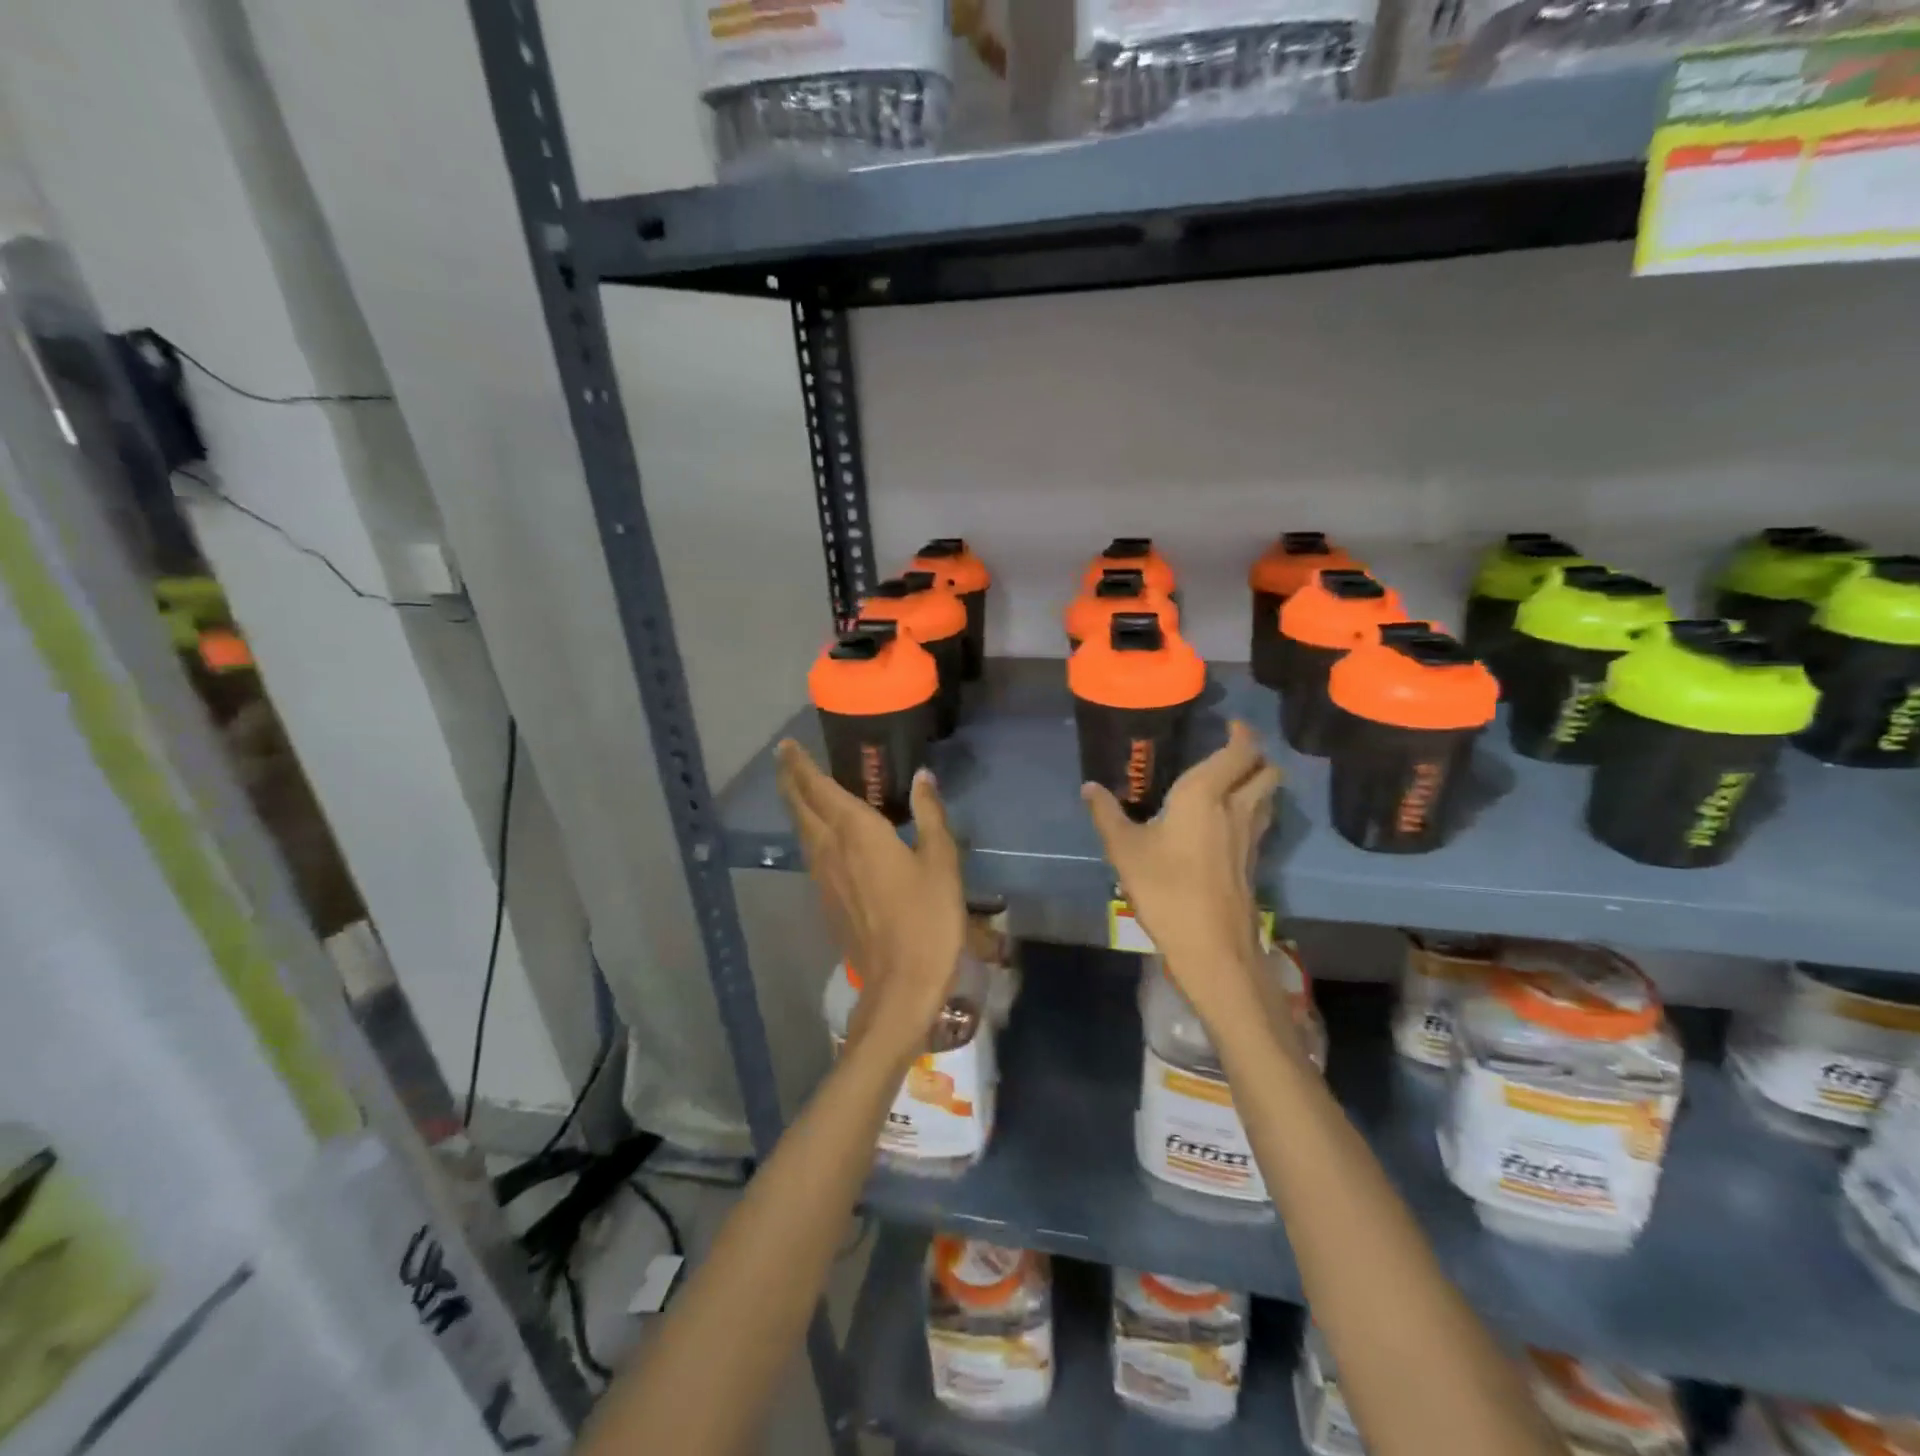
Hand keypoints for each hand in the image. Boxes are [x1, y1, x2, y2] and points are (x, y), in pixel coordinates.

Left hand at [775, 740, 966, 1060]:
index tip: (788, 746)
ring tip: (800, 790)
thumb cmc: (927, 918)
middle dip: (790, 780)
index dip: (800, 765)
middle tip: (785, 758)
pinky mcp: (827, 902)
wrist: (901, 984)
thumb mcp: (941, 862)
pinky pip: (811, 855)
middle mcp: (830, 849)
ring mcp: (823, 879)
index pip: (818, 788)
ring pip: (802, 832)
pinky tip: (821, 838)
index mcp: (856, 832)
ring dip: (797, 806)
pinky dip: (809, 833)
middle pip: (800, 808)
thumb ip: (929, 815)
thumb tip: (922, 777)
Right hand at [1084, 722, 1283, 1028]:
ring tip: (1231, 782)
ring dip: (1258, 782)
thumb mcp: (1124, 849)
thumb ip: (1107, 814)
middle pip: (1267, 771)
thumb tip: (1090, 787)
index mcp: (1206, 793)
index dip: (1241, 733)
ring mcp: (1250, 837)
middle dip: (1256, 756)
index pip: (1240, 750)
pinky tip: (1226, 823)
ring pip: (1268, 797)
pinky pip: (1260, 821)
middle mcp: (1236, 807)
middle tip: (1230, 752)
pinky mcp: (1253, 862)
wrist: (1210, 946)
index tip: (1229, 723)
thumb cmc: (1165, 888)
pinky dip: (1252, 810)